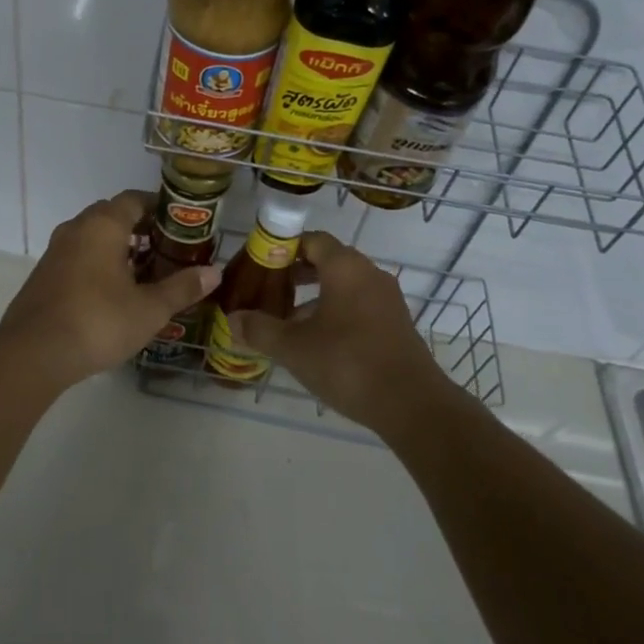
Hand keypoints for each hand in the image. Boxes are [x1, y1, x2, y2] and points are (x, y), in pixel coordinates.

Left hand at [0, 190, 220, 387]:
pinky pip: (77, 257)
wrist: (34, 353)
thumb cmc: (99, 321)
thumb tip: (215, 272)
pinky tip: (112, 293)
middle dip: (139, 228)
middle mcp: (76, 229)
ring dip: (117, 248)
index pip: (133, 199)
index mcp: (103, 225)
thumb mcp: (149, 309)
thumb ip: (182, 287)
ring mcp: (55, 252)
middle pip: (112, 216)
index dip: (158, 207)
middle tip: (165, 249)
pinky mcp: (43, 276)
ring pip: (92, 237)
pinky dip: (97, 264)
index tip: (180, 223)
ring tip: (143, 272)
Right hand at [228, 230, 454, 433]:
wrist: (411, 404)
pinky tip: (318, 342)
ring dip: (315, 296)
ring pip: (344, 285)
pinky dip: (336, 312)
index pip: (312, 239)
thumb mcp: (293, 348)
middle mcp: (369, 274)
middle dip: (297, 273)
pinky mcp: (396, 324)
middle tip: (269, 291)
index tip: (261, 265)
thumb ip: (260, 329)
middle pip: (328, 260)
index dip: (284, 247)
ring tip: (288, 320)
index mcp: (345, 267)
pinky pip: (359, 305)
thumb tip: (232, 319)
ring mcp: (387, 299)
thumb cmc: (347, 363)